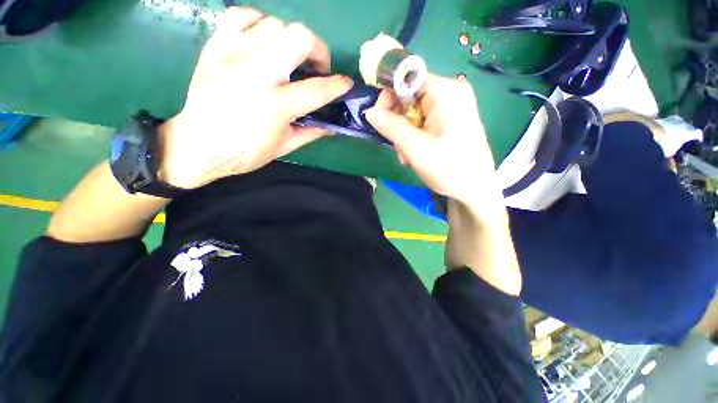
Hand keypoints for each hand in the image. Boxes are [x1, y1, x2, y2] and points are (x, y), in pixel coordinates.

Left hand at [160, 7, 353, 188]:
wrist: (198, 144)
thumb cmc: (245, 152)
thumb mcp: (285, 146)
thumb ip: (312, 131)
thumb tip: (332, 124)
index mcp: (276, 106)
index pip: (318, 89)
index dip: (338, 85)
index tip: (346, 83)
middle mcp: (256, 73)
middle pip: (299, 37)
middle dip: (318, 49)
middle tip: (316, 67)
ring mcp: (233, 54)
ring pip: (275, 23)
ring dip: (291, 40)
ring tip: (289, 58)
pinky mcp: (215, 46)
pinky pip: (243, 16)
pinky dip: (260, 23)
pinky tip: (263, 42)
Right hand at [365, 75, 499, 208]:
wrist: (475, 189)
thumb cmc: (448, 168)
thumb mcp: (415, 148)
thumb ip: (391, 127)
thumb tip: (370, 111)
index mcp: (446, 91)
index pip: (407, 78)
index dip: (388, 95)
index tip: (378, 118)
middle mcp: (451, 91)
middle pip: (410, 95)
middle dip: (397, 120)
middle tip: (396, 145)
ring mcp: (453, 105)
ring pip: (415, 110)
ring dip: (405, 132)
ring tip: (406, 155)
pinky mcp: (452, 118)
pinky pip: (424, 119)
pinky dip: (415, 134)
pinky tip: (414, 152)